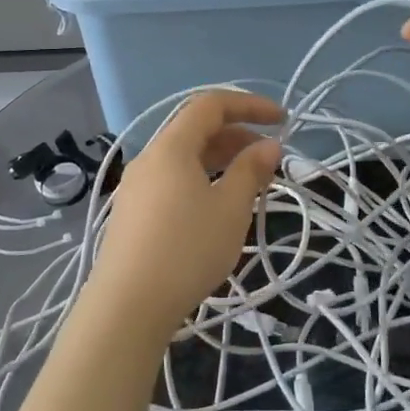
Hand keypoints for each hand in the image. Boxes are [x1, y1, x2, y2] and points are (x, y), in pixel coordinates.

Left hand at [79, 91, 283, 341]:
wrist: (127, 305)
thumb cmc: (186, 250)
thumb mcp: (230, 209)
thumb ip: (251, 171)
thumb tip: (268, 146)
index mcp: (171, 147)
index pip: (210, 105)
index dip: (249, 105)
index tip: (282, 120)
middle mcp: (149, 158)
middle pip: (194, 129)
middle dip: (236, 134)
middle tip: (269, 156)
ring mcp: (136, 186)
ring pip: (183, 157)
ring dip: (219, 158)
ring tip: (249, 180)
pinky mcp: (133, 212)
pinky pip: (172, 179)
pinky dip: (200, 178)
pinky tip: (216, 205)